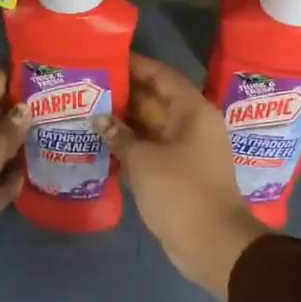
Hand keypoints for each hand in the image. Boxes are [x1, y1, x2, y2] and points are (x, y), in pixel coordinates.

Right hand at [95, 54, 263, 301]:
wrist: (212, 244)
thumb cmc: (181, 192)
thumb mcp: (144, 160)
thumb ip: (120, 135)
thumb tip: (100, 118)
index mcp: (193, 111)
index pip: (161, 75)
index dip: (135, 64)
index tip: (106, 57)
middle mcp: (193, 124)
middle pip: (155, 99)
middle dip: (124, 93)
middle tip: (89, 84)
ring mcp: (187, 150)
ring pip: (151, 126)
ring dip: (124, 121)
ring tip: (88, 110)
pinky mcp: (179, 173)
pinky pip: (152, 148)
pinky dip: (131, 145)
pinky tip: (102, 143)